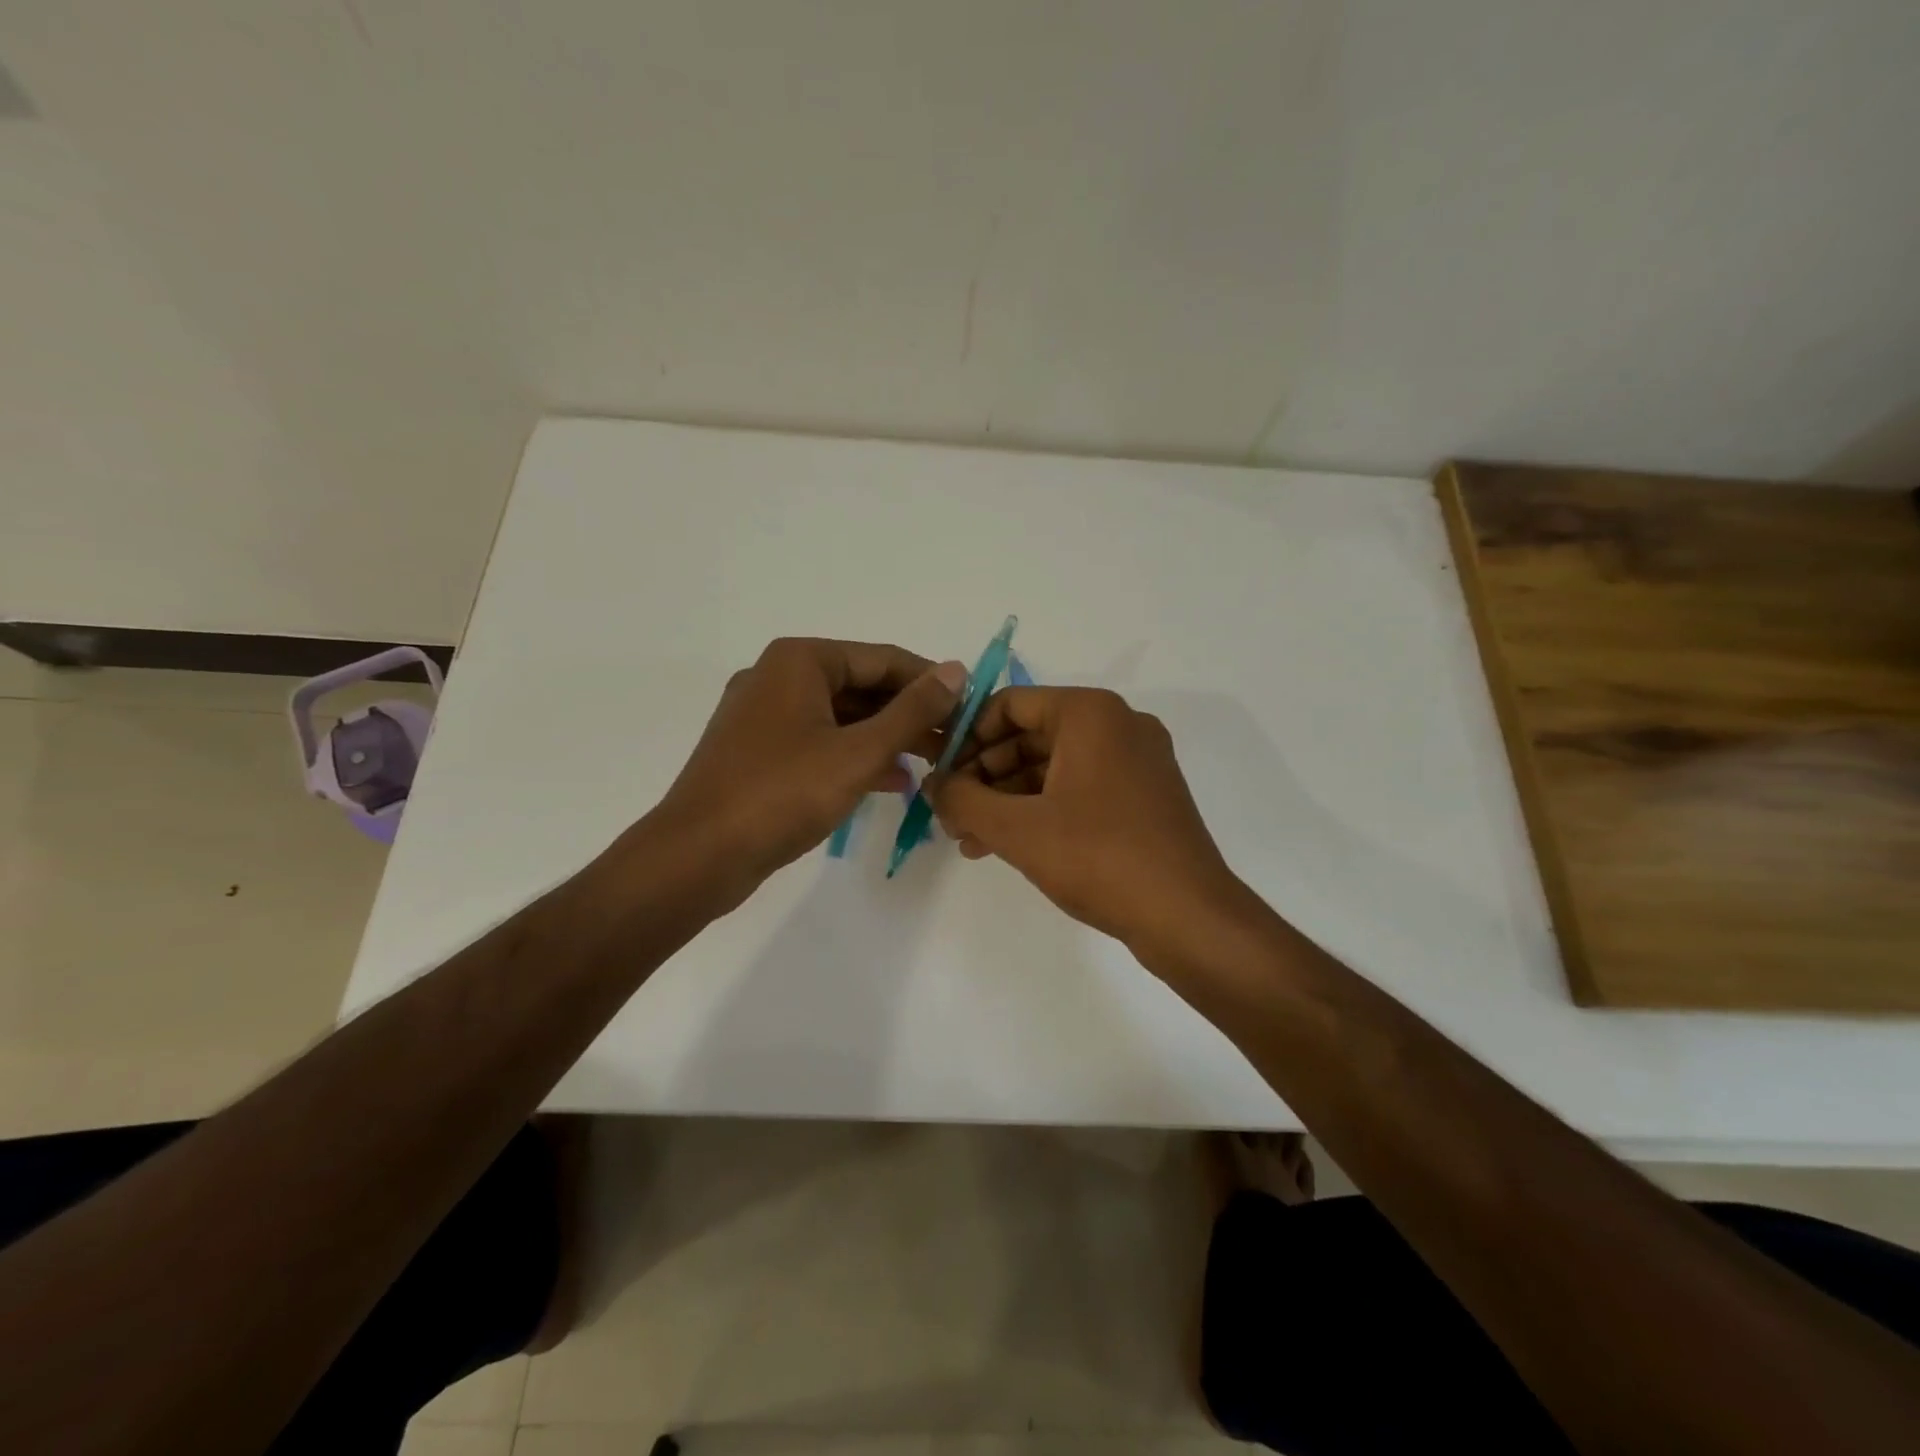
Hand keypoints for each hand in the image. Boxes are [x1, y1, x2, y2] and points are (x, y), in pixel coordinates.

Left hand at [653, 638, 967, 896]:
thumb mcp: (859, 751)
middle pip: (861, 686)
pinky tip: (890, 782)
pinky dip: (854, 757)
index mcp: (800, 661)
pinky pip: (819, 742)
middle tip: (953, 743)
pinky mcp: (758, 752)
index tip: (969, 709)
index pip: (883, 659)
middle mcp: (778, 677)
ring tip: (931, 764)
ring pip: (841, 717)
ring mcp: (764, 716)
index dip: (930, 683)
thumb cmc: (783, 794)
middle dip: (909, 715)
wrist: (698, 855)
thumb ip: (912, 711)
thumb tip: (956, 670)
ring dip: (886, 739)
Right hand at [925, 687, 1246, 952]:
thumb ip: (964, 800)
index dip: (966, 737)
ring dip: (1008, 799)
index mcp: (1091, 714)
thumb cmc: (1099, 858)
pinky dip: (1042, 811)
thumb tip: (934, 785)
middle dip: (984, 776)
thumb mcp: (1018, 829)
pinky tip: (1007, 846)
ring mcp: (1136, 762)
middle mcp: (1118, 725)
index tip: (940, 774)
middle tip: (951, 814)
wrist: (1188, 916)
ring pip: (1053, 767)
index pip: (1010, 705)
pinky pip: (1079, 789)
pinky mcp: (1144, 797)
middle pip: (1030, 736)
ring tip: (970, 839)